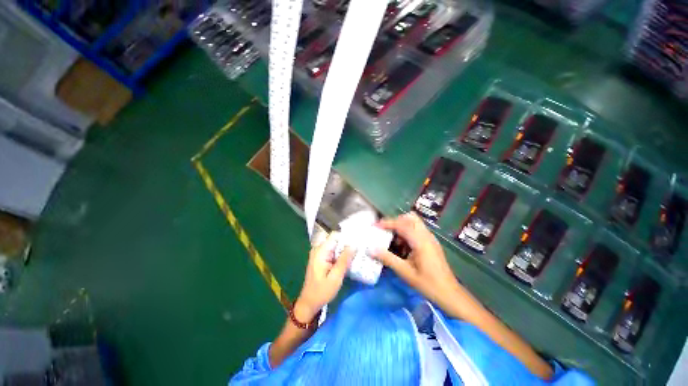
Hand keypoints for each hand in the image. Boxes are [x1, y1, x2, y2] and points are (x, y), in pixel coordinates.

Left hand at [295, 232, 353, 321]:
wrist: (309, 303)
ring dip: (344, 250)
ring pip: (335, 245)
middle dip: (347, 244)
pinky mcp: (321, 258)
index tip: (357, 244)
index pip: (335, 236)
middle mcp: (318, 249)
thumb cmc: (322, 292)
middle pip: (335, 240)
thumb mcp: (336, 277)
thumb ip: (344, 260)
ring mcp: (319, 253)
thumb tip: (353, 245)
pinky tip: (348, 261)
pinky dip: (340, 254)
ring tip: (355, 255)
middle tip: (359, 251)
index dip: (346, 238)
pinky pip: (332, 251)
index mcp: (320, 251)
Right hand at [373, 213, 461, 309]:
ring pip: (414, 223)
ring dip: (401, 227)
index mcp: (421, 241)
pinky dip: (407, 233)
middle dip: (395, 222)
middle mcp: (426, 235)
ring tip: (392, 240)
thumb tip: (370, 249)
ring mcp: (430, 238)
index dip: (387, 223)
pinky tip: (402, 247)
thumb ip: (388, 259)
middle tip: (385, 231)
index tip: (375, 226)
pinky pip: (417, 230)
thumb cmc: (428, 284)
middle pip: (410, 218)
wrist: (450, 294)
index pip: (402, 224)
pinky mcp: (431, 243)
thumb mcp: (405, 272)